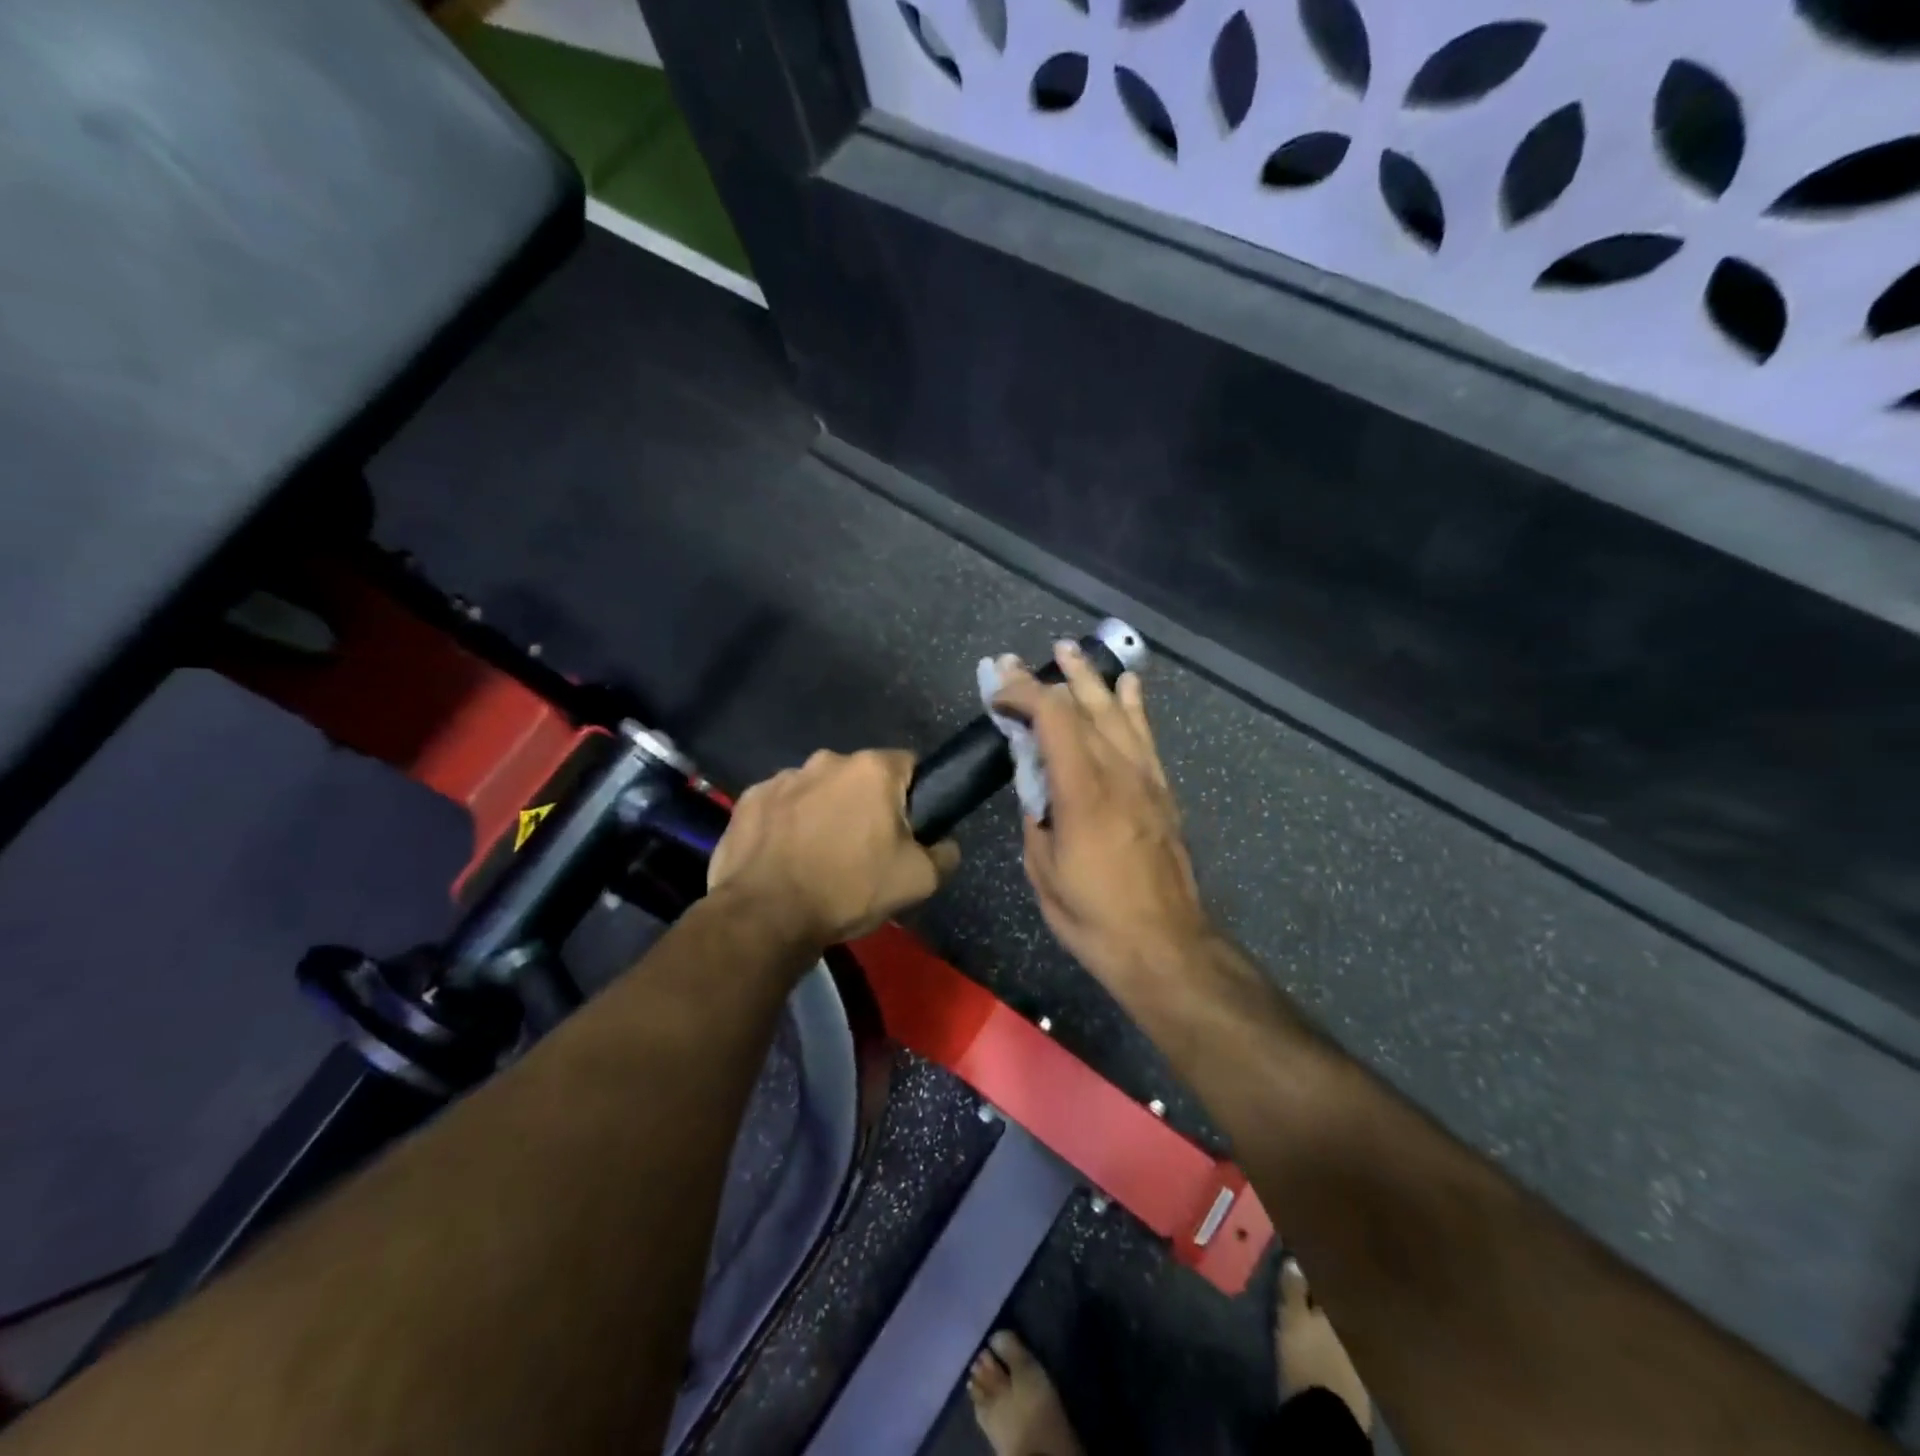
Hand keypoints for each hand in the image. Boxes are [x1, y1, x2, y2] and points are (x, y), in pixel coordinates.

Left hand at [708, 749, 960, 945]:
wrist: (766, 917)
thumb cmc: (848, 890)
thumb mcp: (918, 882)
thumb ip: (944, 855)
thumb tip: (945, 844)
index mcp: (873, 770)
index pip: (908, 766)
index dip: (913, 797)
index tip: (906, 830)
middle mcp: (827, 760)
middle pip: (860, 778)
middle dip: (865, 804)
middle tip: (863, 849)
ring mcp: (783, 777)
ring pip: (818, 790)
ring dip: (823, 812)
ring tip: (818, 857)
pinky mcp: (750, 799)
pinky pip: (781, 806)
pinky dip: (786, 824)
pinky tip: (785, 857)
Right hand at [992, 643, 1211, 993]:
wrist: (1163, 944)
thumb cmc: (1092, 916)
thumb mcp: (1042, 869)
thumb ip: (1036, 815)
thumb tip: (1036, 784)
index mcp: (1082, 791)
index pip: (1052, 717)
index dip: (1022, 692)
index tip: (995, 689)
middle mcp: (1118, 772)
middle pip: (1084, 705)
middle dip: (1048, 677)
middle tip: (1018, 659)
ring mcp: (1145, 778)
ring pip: (1117, 711)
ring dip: (1090, 679)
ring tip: (1069, 651)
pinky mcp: (1162, 790)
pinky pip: (1146, 735)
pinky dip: (1133, 705)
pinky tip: (1127, 685)